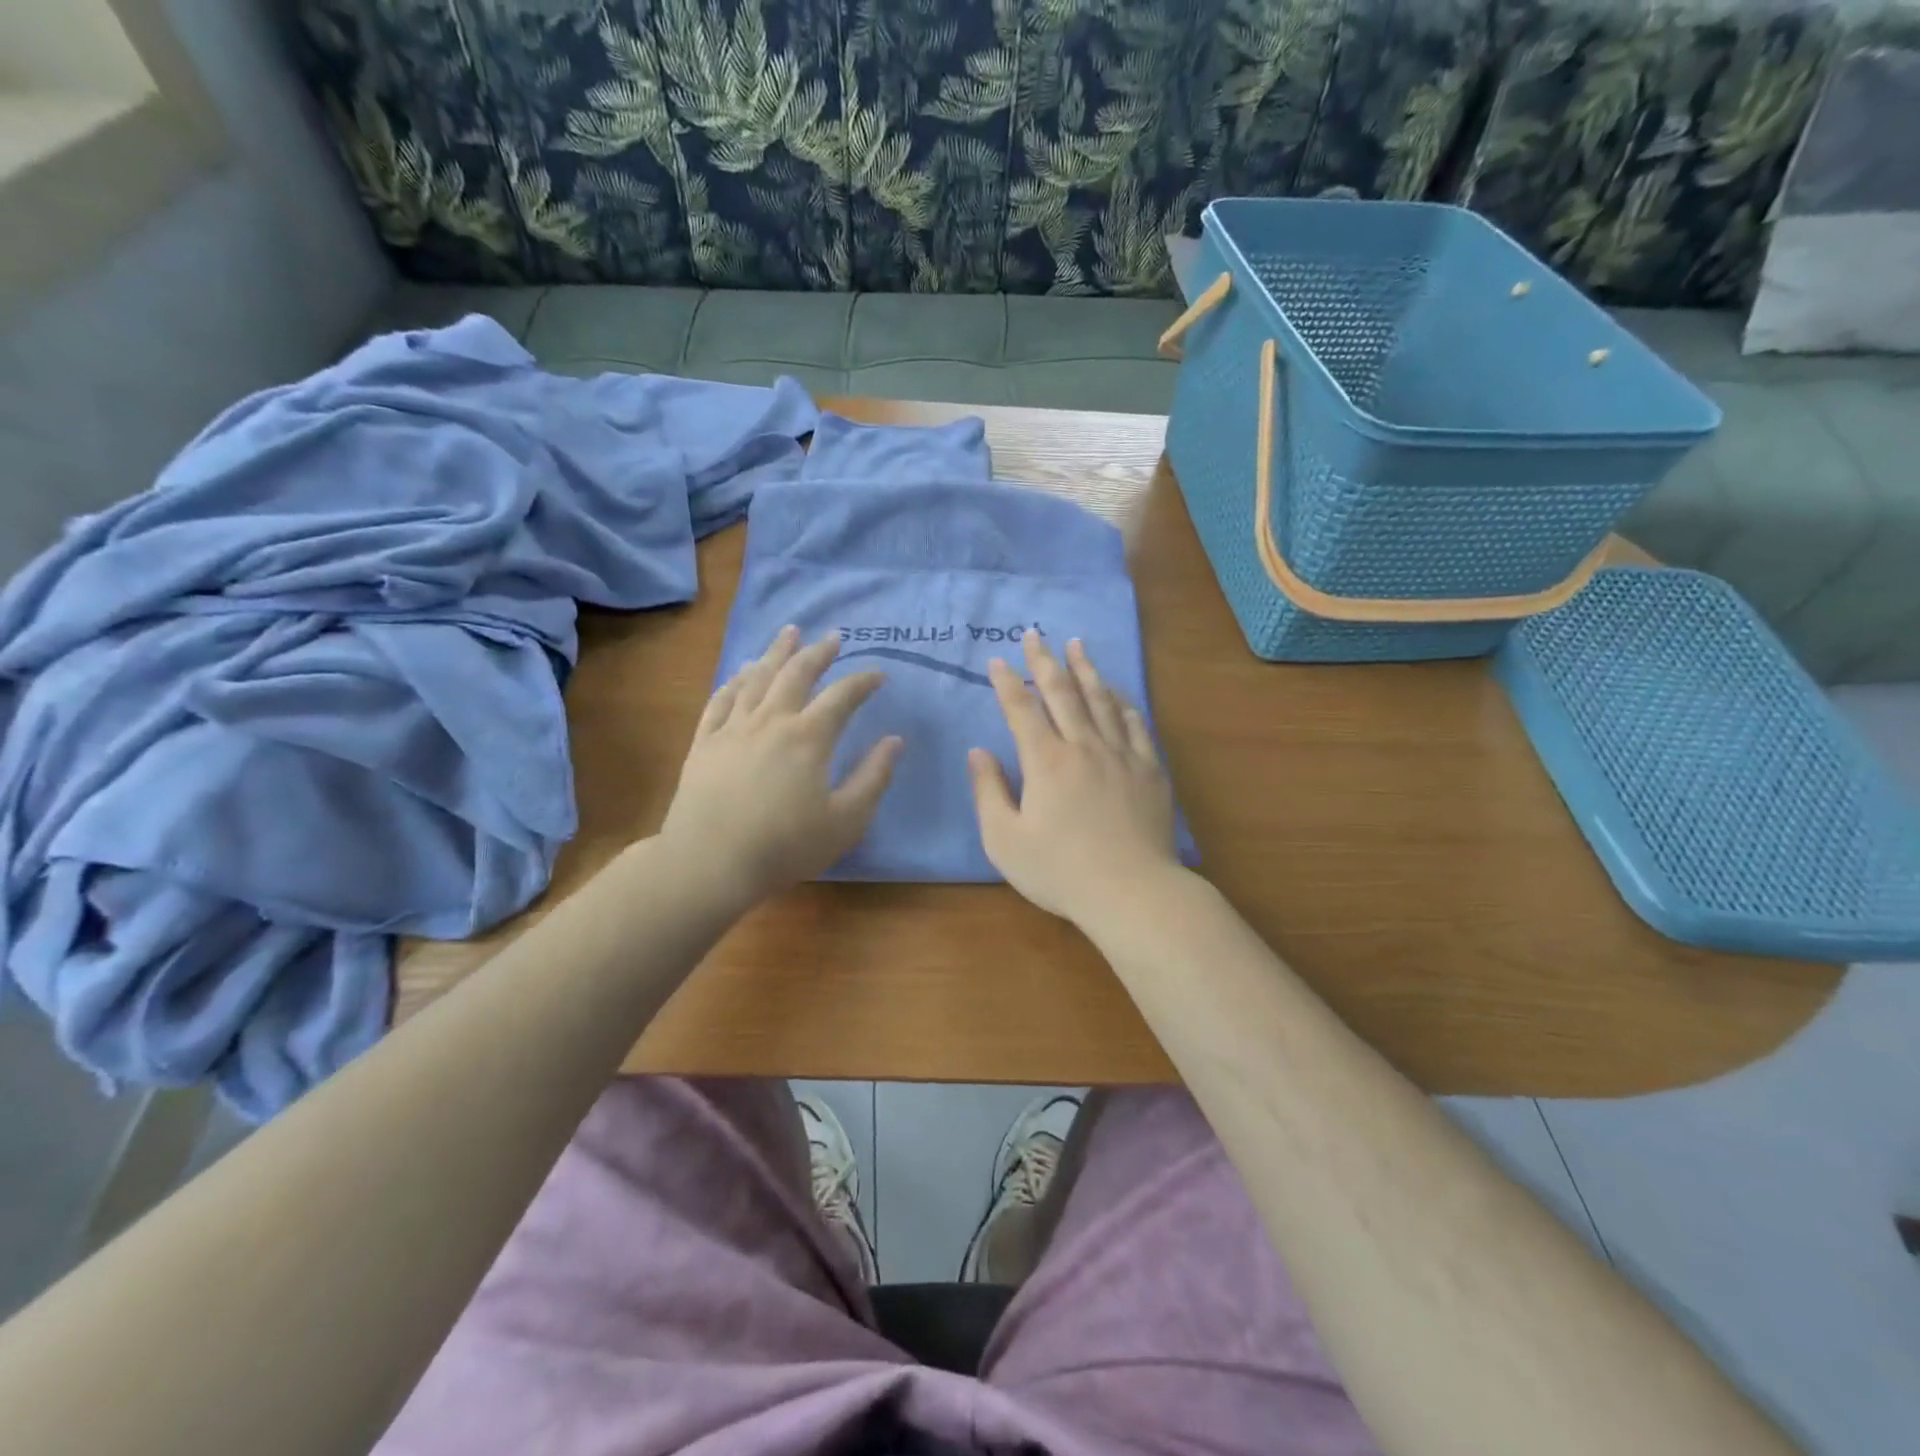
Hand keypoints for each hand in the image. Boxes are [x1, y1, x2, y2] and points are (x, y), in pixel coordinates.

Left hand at [661, 626, 901, 911]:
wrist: (710, 863)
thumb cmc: (785, 846)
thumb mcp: (845, 820)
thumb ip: (873, 778)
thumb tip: (895, 740)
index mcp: (809, 737)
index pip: (842, 696)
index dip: (863, 681)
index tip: (879, 674)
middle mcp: (771, 721)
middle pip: (796, 674)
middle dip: (818, 652)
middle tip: (832, 636)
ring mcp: (733, 728)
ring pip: (757, 678)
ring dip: (776, 653)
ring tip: (789, 633)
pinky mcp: (705, 743)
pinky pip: (721, 700)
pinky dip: (735, 680)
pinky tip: (742, 672)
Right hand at [969, 630, 1179, 928]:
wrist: (1131, 891)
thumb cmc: (1060, 871)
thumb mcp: (1005, 840)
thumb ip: (988, 791)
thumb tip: (978, 752)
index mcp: (1046, 761)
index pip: (1022, 709)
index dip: (1007, 682)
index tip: (998, 660)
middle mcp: (1084, 746)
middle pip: (1062, 692)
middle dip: (1045, 660)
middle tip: (1035, 634)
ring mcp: (1122, 754)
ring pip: (1101, 699)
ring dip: (1086, 669)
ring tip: (1077, 645)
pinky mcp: (1150, 769)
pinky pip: (1135, 724)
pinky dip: (1122, 702)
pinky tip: (1117, 692)